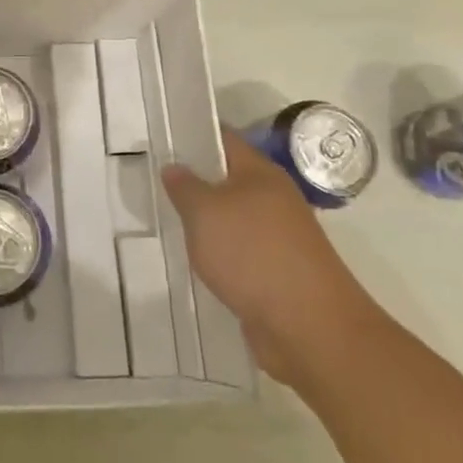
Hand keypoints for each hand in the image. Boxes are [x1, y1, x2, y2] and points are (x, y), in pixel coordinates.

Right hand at [162, 127, 376, 385]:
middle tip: (154, 181)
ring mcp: (278, 238)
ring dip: (205, 221)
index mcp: (261, 173)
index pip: (224, 139)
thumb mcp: (205, 212)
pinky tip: (194, 261)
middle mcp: (273, 199)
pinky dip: (218, 254)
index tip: (162, 136)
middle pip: (228, 179)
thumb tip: (174, 167)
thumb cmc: (253, 254)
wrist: (309, 327)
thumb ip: (185, 187)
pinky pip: (238, 252)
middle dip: (194, 180)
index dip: (194, 134)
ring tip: (167, 221)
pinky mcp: (276, 273)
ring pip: (232, 218)